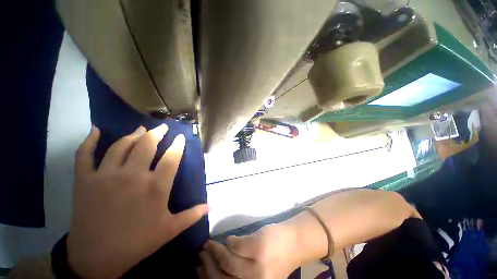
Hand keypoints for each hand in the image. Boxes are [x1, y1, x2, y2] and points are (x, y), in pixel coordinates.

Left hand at [67, 125, 208, 278]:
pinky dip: (88, 141)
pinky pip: (84, 155)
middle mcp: (132, 175)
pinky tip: (95, 130)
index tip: (180, 136)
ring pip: (121, 146)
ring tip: (141, 129)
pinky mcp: (84, 181)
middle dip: (157, 133)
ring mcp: (106, 176)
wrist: (97, 259)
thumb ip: (192, 215)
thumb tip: (210, 207)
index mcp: (156, 186)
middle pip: (147, 145)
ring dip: (133, 134)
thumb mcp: (169, 230)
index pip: (172, 157)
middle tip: (162, 126)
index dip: (178, 144)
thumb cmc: (137, 243)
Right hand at [199, 224, 302, 278]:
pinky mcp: (258, 247)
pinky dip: (231, 241)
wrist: (294, 243)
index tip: (198, 268)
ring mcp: (257, 266)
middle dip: (208, 264)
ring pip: (227, 259)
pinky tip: (230, 239)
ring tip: (210, 243)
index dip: (207, 278)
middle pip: (222, 277)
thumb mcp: (256, 272)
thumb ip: (238, 273)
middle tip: (202, 252)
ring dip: (216, 250)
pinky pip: (236, 244)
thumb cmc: (275, 258)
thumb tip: (214, 266)